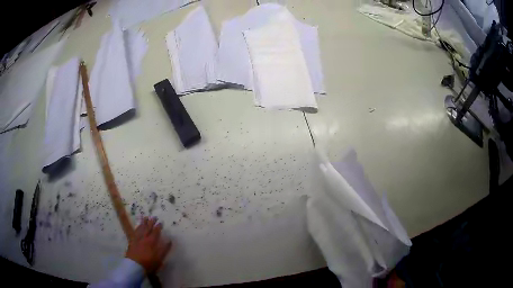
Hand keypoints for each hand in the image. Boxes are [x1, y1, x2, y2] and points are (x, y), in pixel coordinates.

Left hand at [125, 217, 171, 273]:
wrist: (134, 265)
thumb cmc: (149, 263)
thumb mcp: (159, 258)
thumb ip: (164, 249)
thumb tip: (169, 240)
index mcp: (151, 241)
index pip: (155, 232)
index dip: (158, 226)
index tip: (160, 222)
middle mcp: (144, 238)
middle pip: (148, 228)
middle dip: (151, 222)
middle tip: (153, 216)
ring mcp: (137, 239)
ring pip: (141, 228)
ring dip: (143, 222)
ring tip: (145, 217)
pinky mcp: (132, 241)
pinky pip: (135, 231)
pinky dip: (137, 228)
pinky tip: (137, 226)